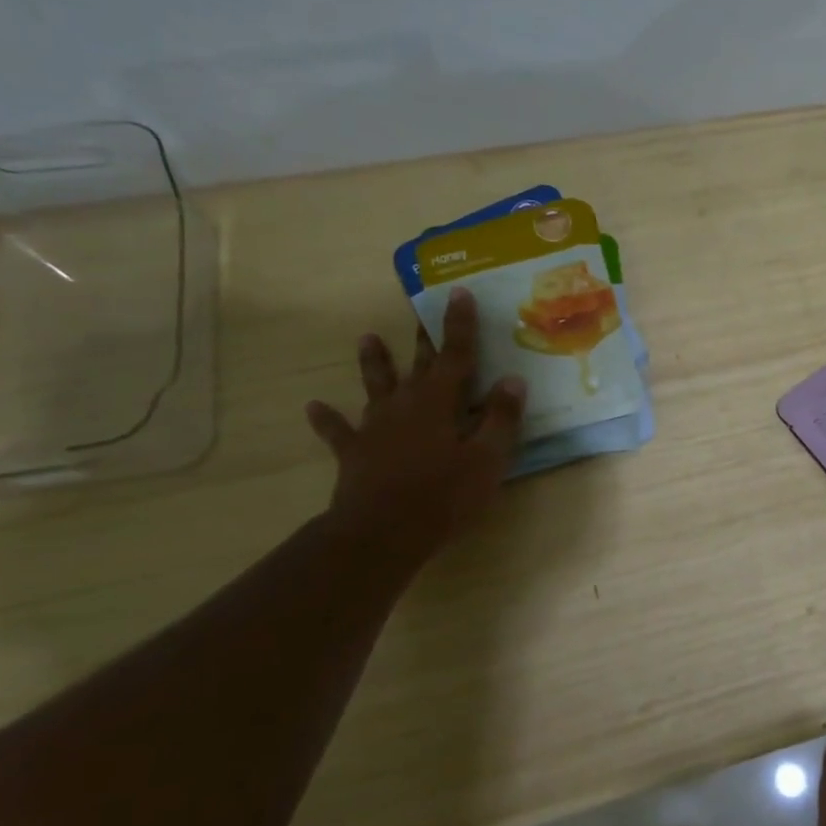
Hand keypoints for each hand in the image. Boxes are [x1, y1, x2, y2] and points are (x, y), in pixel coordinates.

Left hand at [305, 289, 525, 552]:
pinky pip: (338, 431)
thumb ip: (501, 418)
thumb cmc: (444, 495)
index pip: (456, 355)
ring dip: (373, 363)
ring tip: (366, 338)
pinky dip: (327, 419)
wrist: (382, 532)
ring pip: (376, 386)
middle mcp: (405, 404)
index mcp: (440, 401)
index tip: (457, 292)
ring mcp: (376, 427)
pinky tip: (313, 407)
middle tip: (420, 307)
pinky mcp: (355, 452)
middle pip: (418, 364)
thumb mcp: (488, 459)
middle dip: (424, 337)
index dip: (459, 324)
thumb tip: (512, 379)